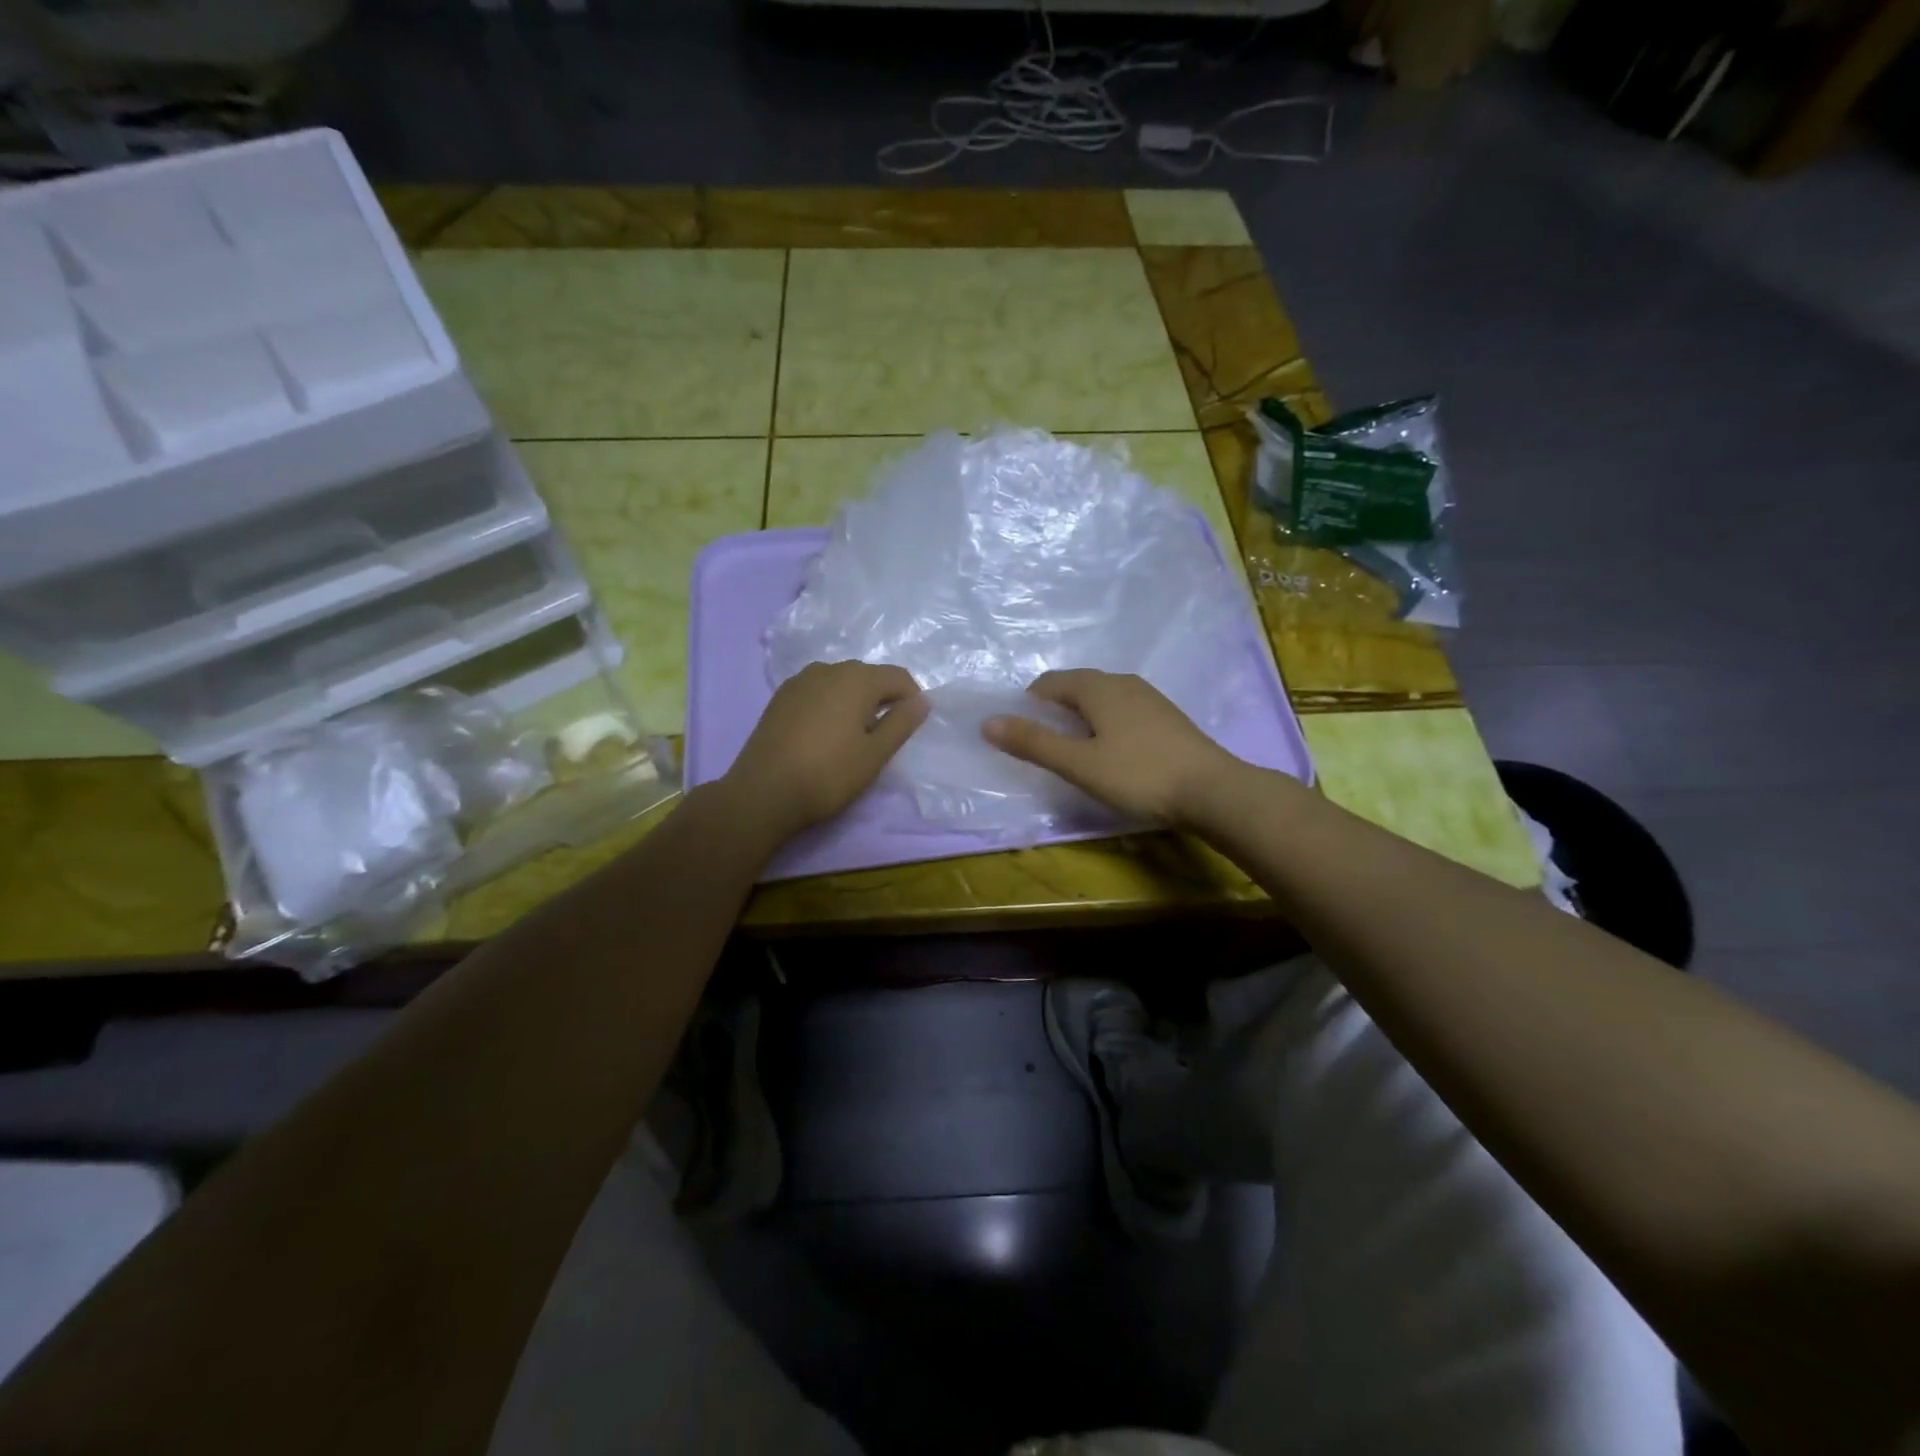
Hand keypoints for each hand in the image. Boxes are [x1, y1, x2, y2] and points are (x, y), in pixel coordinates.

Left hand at [722, 660, 928, 843]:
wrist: (763, 792)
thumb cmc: (828, 774)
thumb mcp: (875, 754)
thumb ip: (902, 723)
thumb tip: (922, 700)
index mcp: (857, 678)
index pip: (898, 677)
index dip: (911, 700)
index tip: (908, 730)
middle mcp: (828, 669)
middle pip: (868, 676)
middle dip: (882, 699)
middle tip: (882, 737)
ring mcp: (800, 681)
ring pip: (841, 682)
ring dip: (855, 701)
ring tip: (852, 736)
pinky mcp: (780, 697)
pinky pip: (817, 691)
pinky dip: (830, 705)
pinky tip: (824, 734)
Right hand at [982, 670, 1240, 826]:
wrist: (1213, 790)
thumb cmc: (1139, 775)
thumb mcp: (1078, 763)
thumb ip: (1033, 743)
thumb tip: (987, 722)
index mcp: (1097, 686)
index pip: (1049, 682)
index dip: (1027, 704)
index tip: (1020, 734)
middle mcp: (1123, 682)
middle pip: (1075, 686)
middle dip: (1053, 710)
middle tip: (1043, 746)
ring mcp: (1149, 697)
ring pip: (1101, 698)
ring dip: (1080, 717)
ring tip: (1074, 751)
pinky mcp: (1167, 717)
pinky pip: (1122, 710)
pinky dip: (1105, 724)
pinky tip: (1112, 752)